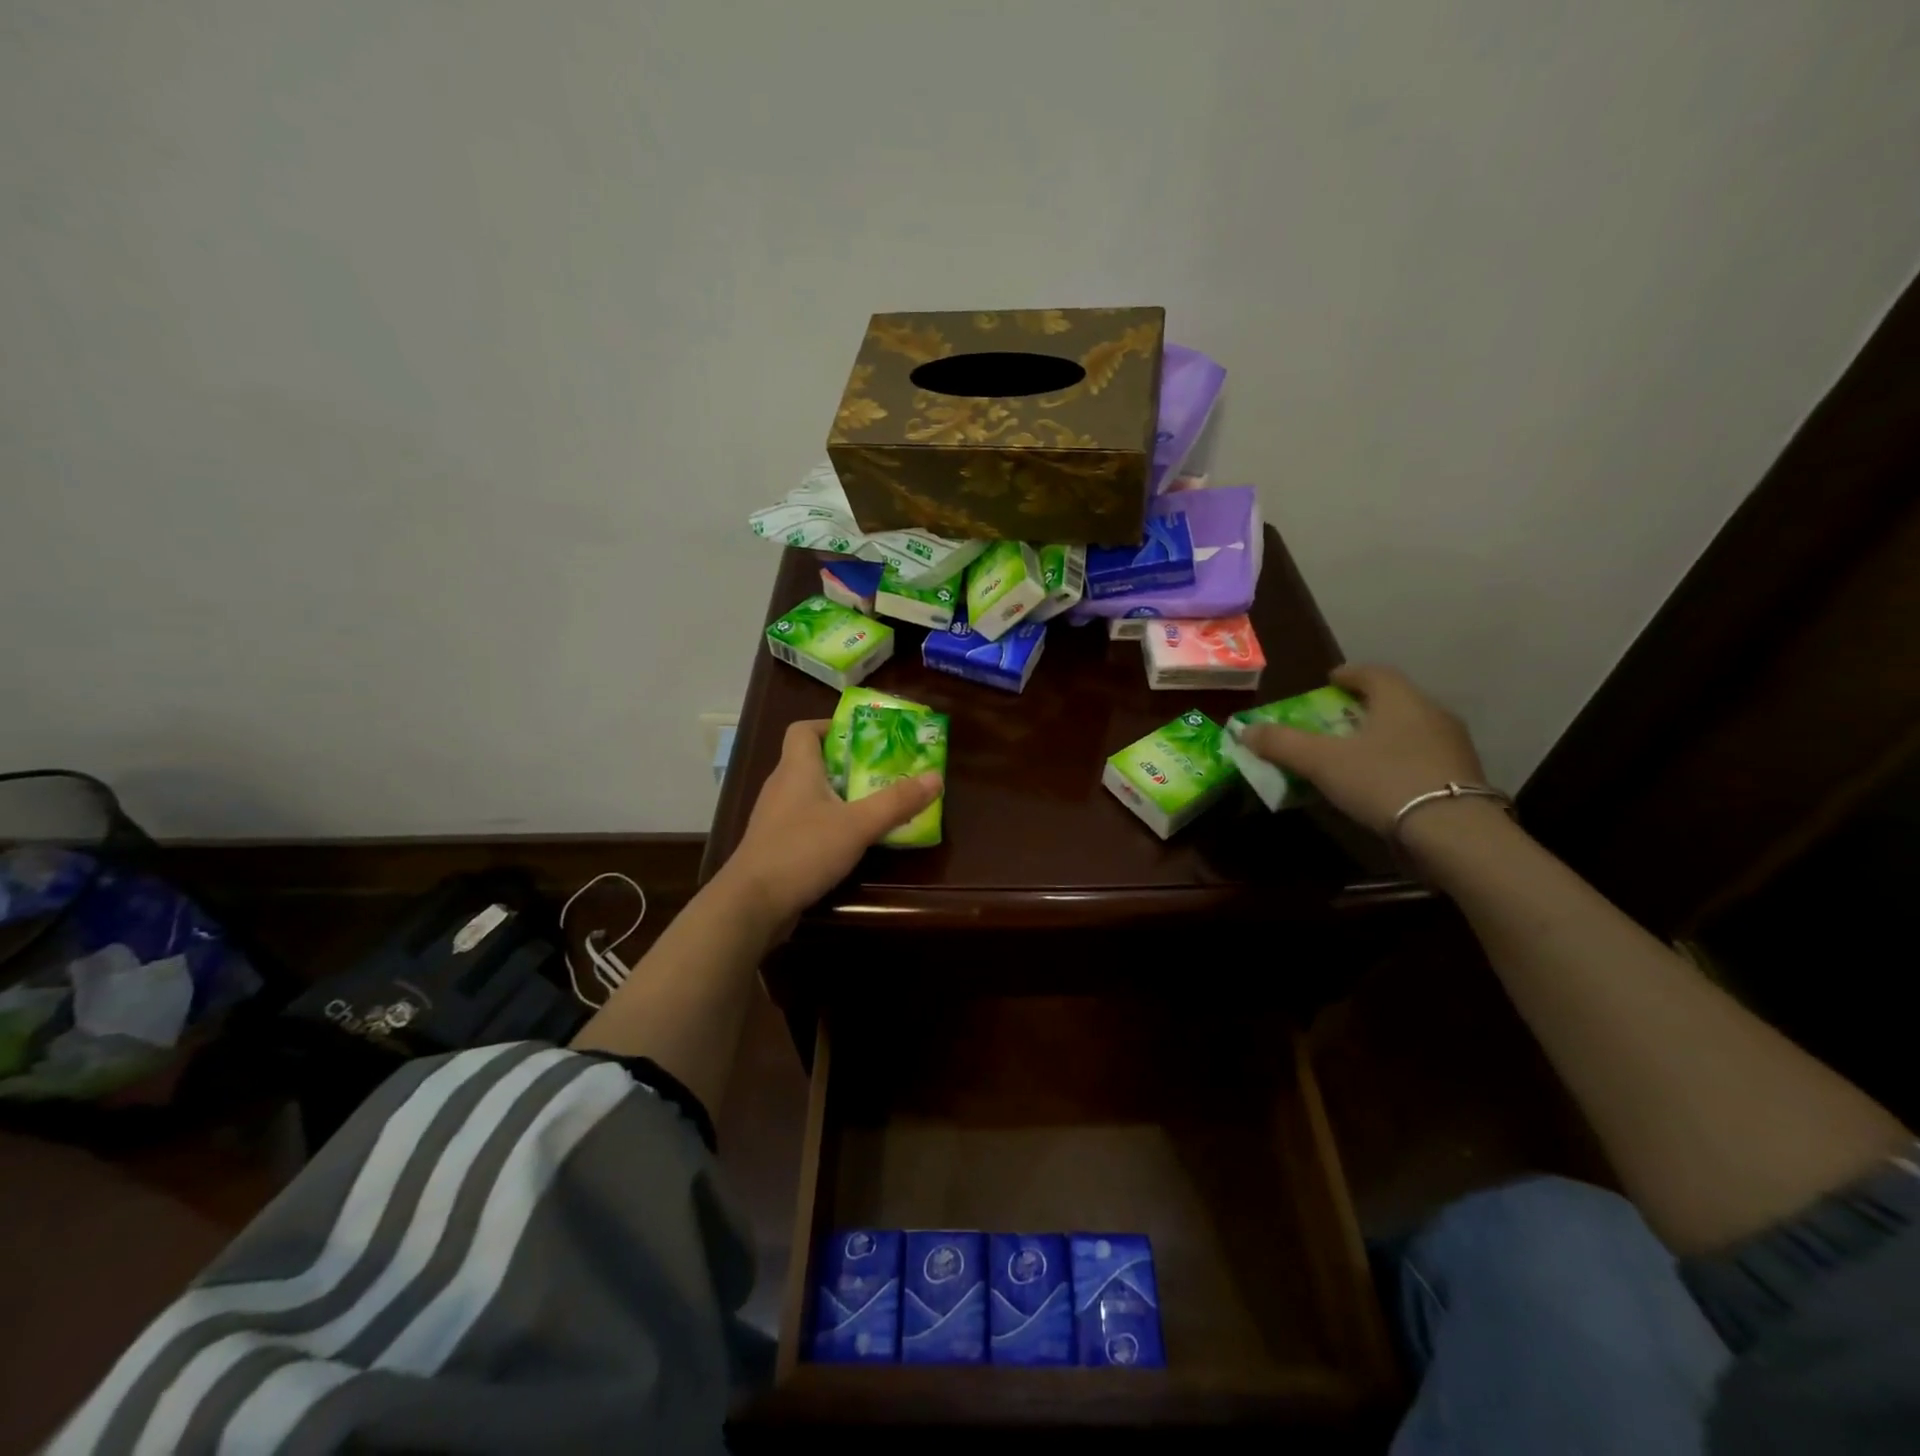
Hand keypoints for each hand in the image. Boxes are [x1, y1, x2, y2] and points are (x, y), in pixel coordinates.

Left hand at [717, 719, 941, 924]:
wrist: (751, 904)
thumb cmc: (802, 851)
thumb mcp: (858, 825)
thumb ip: (897, 802)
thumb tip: (936, 777)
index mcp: (796, 769)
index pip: (803, 730)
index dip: (830, 726)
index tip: (862, 737)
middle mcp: (781, 787)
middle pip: (811, 761)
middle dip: (846, 764)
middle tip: (881, 771)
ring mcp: (774, 818)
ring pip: (809, 794)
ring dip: (838, 795)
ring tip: (872, 804)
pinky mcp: (775, 845)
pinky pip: (804, 821)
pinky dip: (827, 823)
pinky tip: (849, 840)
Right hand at [1239, 664, 1490, 837]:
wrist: (1454, 833)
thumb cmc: (1384, 781)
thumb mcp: (1322, 762)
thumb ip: (1283, 744)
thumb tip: (1246, 730)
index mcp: (1400, 700)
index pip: (1373, 673)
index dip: (1348, 674)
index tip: (1330, 681)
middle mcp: (1431, 714)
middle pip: (1393, 700)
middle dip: (1363, 706)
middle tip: (1336, 719)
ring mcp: (1453, 746)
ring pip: (1410, 729)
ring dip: (1382, 735)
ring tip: (1356, 753)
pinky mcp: (1462, 778)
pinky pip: (1422, 758)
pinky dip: (1398, 760)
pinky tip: (1383, 782)